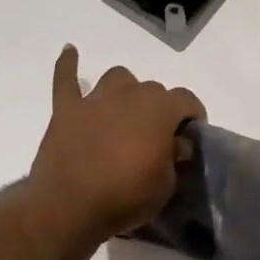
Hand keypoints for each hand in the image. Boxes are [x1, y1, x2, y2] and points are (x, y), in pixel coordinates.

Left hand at [28, 45, 206, 241]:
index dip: (193, 115)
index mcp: (159, 110)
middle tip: (157, 137)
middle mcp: (129, 95)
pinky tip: (71, 52)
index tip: (192, 135)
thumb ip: (175, 158)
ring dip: (126, 91)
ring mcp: (95, 99)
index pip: (187, 99)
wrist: (69, 208)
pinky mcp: (66, 110)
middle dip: (160, 109)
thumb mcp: (166, 186)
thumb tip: (176, 144)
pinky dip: (68, 65)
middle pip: (153, 89)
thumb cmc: (125, 198)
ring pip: (118, 78)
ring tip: (125, 113)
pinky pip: (65, 79)